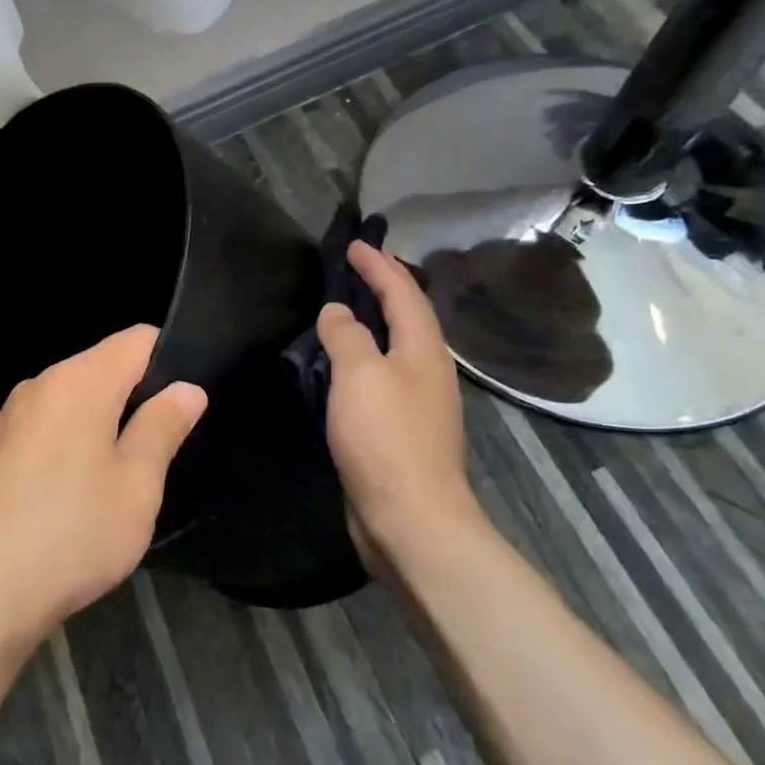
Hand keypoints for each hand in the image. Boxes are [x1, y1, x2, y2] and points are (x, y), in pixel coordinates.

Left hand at [0, 325, 206, 636]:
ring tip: (121, 477)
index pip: (136, 340)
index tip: (186, 401)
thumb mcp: (137, 484)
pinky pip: (46, 428)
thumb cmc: (73, 532)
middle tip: (160, 450)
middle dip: (136, 397)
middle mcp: (39, 384)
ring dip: (102, 425)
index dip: (170, 358)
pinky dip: (70, 444)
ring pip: (73, 401)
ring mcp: (10, 417)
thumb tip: (186, 389)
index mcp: (78, 381)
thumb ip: (162, 427)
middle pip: (102, 368)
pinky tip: (74, 495)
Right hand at [317, 240, 481, 562]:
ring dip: (372, 324)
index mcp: (423, 350)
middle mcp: (427, 371)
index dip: (378, 266)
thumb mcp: (360, 375)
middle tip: (351, 271)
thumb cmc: (386, 438)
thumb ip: (347, 335)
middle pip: (407, 317)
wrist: (411, 519)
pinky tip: (341, 368)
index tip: (353, 245)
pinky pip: (381, 378)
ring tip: (343, 311)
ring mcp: (418, 403)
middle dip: (383, 289)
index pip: (403, 292)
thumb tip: (337, 311)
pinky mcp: (402, 431)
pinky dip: (363, 359)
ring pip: (395, 348)